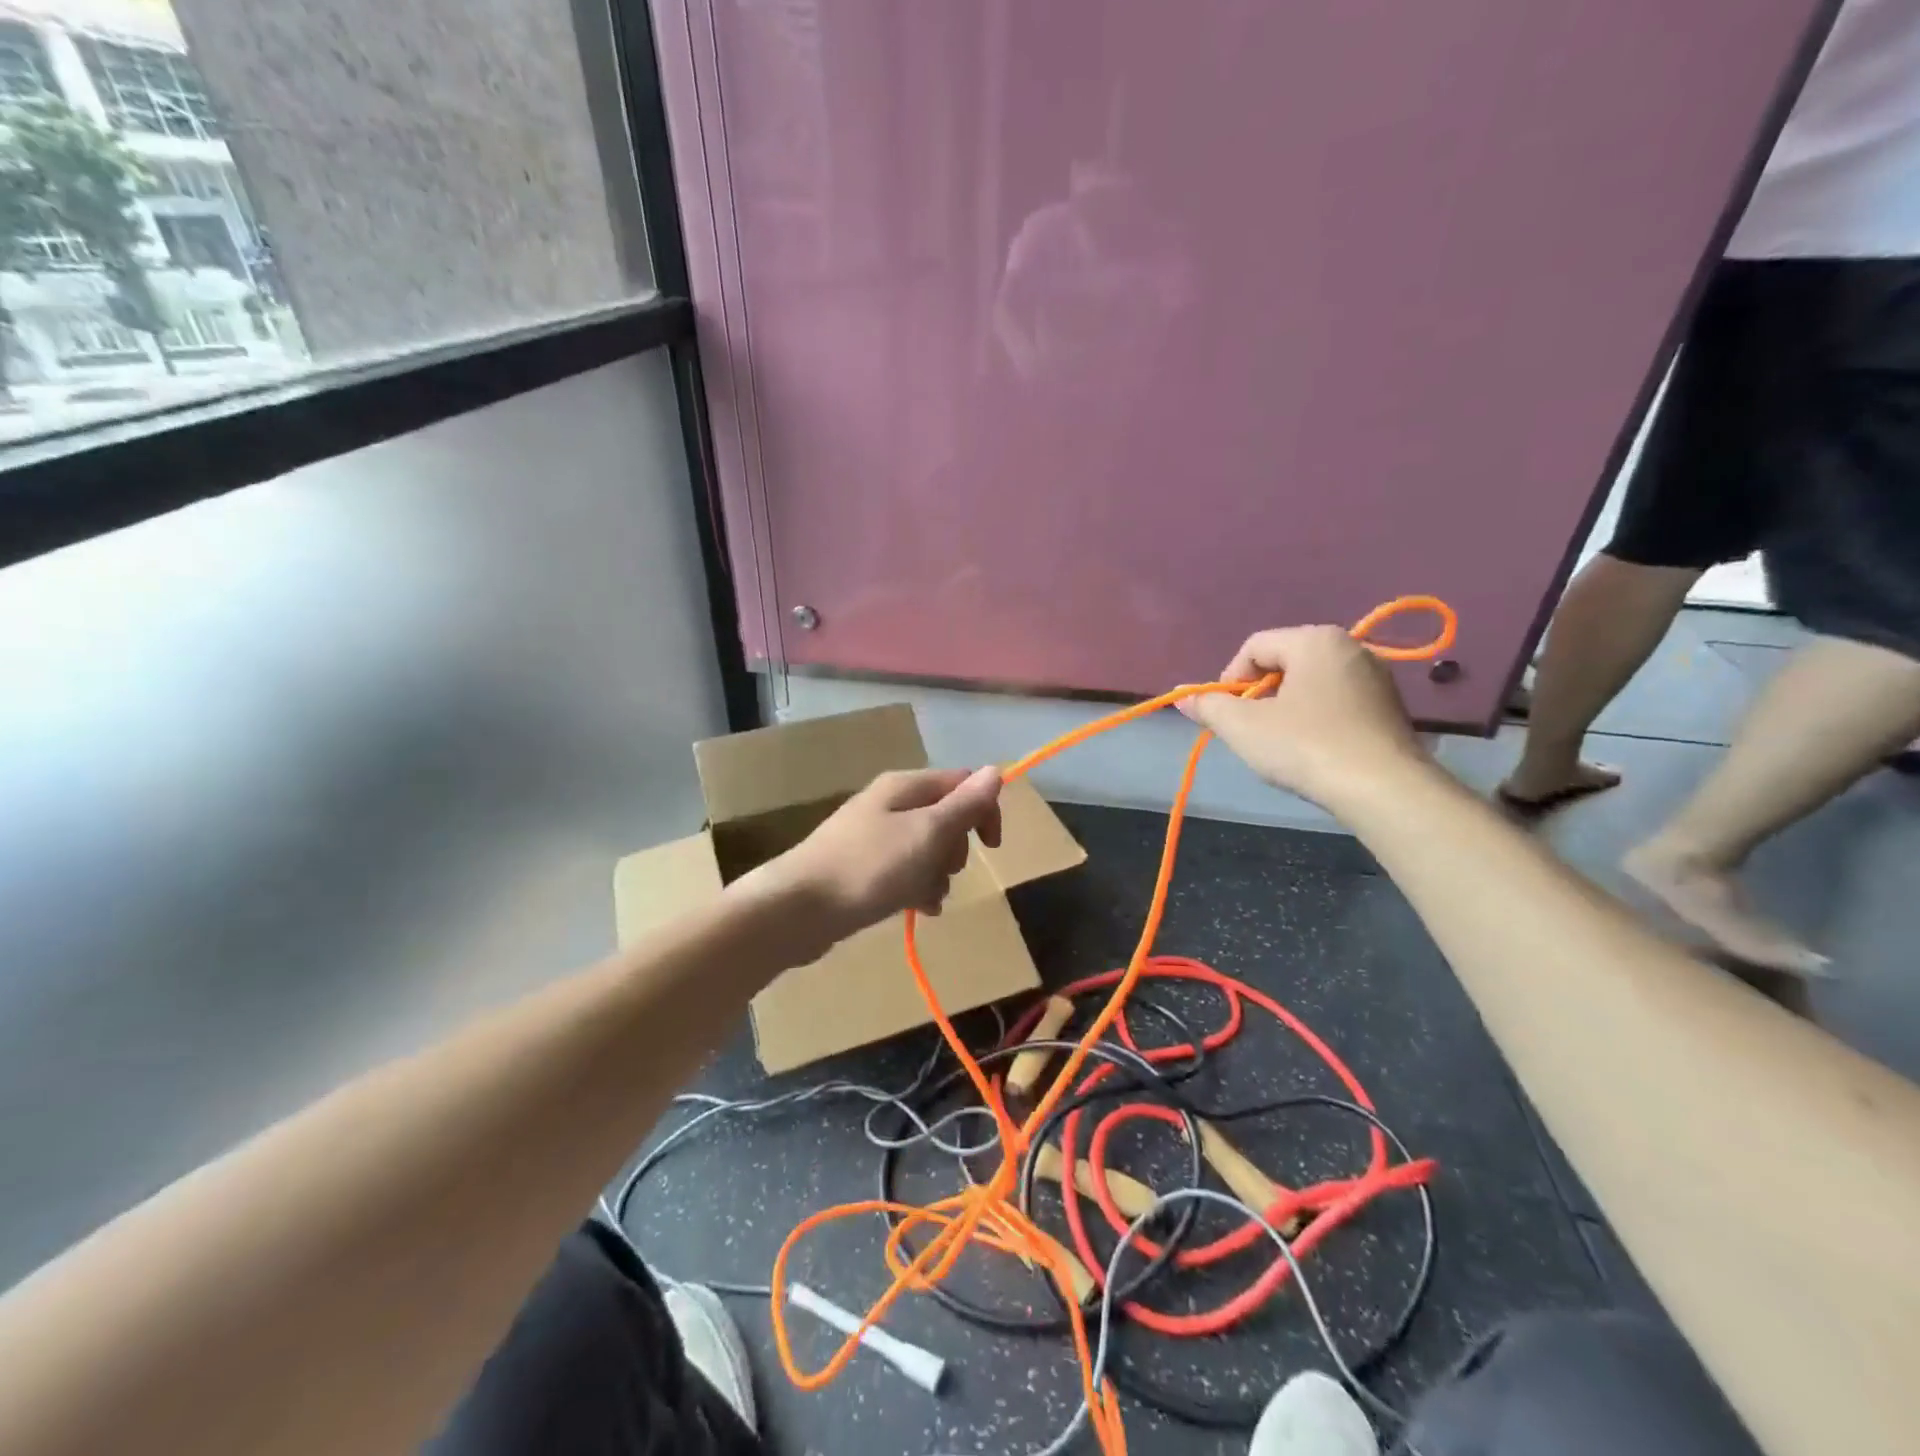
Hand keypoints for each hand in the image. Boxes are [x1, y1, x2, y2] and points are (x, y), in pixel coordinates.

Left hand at [745, 766, 1004, 952]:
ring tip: (925, 898)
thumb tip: (995, 770)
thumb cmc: (869, 867)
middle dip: (955, 849)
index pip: (962, 783)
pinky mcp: (862, 866)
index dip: (983, 811)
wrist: (798, 908)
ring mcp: (873, 836)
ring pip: (926, 849)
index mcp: (905, 787)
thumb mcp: (926, 834)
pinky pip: (904, 871)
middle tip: (945, 871)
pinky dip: (916, 888)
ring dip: (937, 874)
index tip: (990, 847)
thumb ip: (963, 805)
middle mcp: (889, 804)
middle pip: (945, 818)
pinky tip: (916, 909)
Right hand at [1179, 626, 1427, 807]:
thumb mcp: (1243, 727)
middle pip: (1284, 661)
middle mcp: (1350, 647)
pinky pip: (1337, 700)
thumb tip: (1182, 697)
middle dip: (1259, 693)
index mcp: (1315, 640)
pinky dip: (1316, 717)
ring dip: (1286, 707)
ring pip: (1311, 683)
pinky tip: (1314, 749)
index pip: (1254, 647)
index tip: (1225, 714)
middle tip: (1250, 729)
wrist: (1383, 789)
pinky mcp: (1390, 706)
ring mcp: (1376, 676)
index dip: (1229, 679)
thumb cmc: (1305, 746)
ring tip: (1281, 742)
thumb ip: (1209, 707)